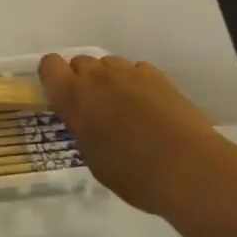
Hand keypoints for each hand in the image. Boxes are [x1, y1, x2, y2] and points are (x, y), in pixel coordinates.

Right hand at [40, 54, 224, 215]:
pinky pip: (136, 70)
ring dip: (110, 80)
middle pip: (80, 62)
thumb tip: (86, 120)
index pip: (49, 65)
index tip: (61, 96)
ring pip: (109, 64)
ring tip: (125, 108)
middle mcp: (96, 76)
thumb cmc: (132, 174)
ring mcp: (128, 72)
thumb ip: (82, 128)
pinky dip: (137, 84)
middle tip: (95, 108)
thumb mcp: (93, 157)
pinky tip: (149, 107)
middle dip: (83, 80)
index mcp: (73, 96)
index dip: (53, 77)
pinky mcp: (156, 75)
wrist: (186, 168)